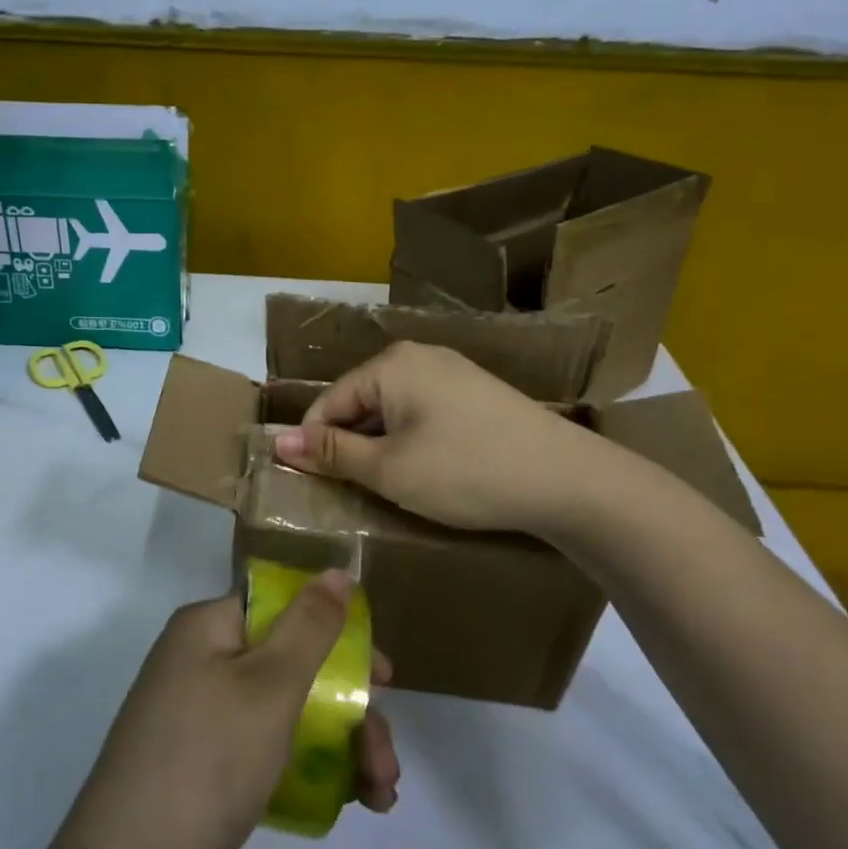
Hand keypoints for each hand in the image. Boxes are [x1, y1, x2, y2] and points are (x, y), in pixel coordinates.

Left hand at [50, 571, 397, 848]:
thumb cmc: (207, 761)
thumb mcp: (270, 686)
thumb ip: (310, 626)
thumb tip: (337, 571)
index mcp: (208, 628)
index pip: (284, 607)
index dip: (337, 634)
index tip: (384, 677)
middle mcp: (201, 662)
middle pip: (293, 665)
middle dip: (351, 709)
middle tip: (386, 758)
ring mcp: (200, 717)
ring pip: (288, 712)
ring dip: (341, 746)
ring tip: (381, 794)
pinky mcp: (205, 767)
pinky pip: (268, 750)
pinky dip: (310, 769)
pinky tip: (350, 803)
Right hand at [271, 341, 610, 534]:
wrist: (568, 479)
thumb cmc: (466, 472)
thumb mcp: (389, 469)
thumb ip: (333, 453)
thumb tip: (279, 441)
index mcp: (390, 365)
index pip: (328, 402)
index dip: (312, 444)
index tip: (306, 484)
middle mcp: (418, 356)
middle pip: (359, 402)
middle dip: (348, 445)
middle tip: (346, 492)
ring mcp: (451, 371)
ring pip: (391, 409)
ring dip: (379, 446)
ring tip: (383, 487)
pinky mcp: (475, 393)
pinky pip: (421, 412)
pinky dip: (410, 441)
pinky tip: (422, 472)